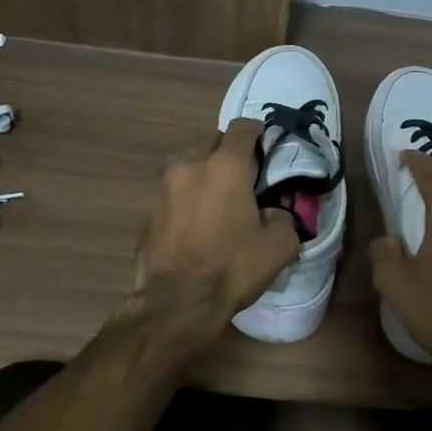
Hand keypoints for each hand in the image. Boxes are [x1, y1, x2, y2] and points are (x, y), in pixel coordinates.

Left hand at [133, 118, 300, 338]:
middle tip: (242, 176)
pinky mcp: (147, 209)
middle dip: (227, 152)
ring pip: (187, 163)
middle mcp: (190, 164)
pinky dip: (186, 196)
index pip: (243, 127)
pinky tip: (196, 221)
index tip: (266, 148)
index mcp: (226, 165)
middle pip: (211, 140)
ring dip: (203, 172)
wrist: (176, 303)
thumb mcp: (279, 246)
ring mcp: (163, 185)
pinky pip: (173, 190)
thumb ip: (284, 218)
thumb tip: (272, 213)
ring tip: (216, 198)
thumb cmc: (231, 267)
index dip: (258, 133)